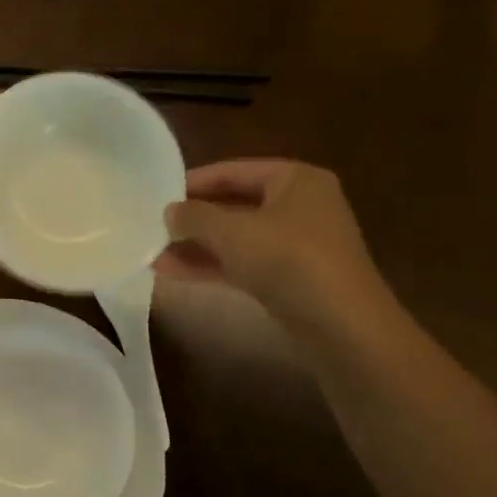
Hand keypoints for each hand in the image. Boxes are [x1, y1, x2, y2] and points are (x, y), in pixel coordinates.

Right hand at [153, 159, 391, 339]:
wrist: (342, 325)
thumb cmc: (288, 260)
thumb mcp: (232, 232)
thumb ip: (194, 217)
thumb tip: (169, 211)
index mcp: (295, 180)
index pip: (233, 171)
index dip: (193, 182)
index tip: (158, 194)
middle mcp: (300, 206)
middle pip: (235, 205)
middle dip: (193, 220)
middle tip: (154, 226)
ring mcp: (298, 245)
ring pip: (238, 239)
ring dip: (197, 247)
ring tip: (154, 254)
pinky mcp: (292, 279)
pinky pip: (245, 264)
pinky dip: (213, 266)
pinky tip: (174, 273)